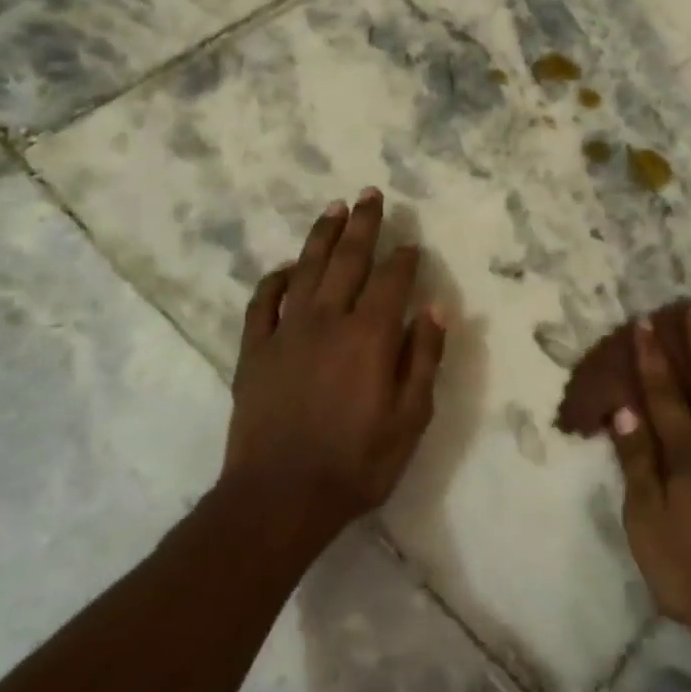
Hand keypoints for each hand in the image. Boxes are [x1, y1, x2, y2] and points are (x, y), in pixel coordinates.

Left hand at [219, 189, 446, 550]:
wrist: (280, 497)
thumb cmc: (356, 463)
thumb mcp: (410, 419)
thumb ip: (423, 359)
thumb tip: (435, 310)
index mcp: (369, 335)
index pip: (392, 281)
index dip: (404, 258)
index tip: (412, 243)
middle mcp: (328, 320)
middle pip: (347, 260)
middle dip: (362, 225)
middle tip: (370, 194)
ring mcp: (286, 332)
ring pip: (305, 270)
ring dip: (321, 237)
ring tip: (333, 209)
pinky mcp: (255, 351)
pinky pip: (263, 303)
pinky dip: (274, 280)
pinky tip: (285, 268)